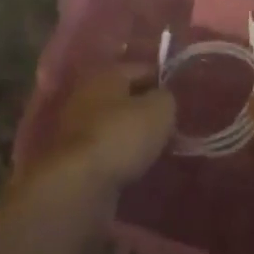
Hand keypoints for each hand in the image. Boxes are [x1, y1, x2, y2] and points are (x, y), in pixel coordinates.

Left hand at [39, 65, 175, 191]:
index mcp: (107, 74)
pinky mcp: (73, 157)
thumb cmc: (122, 136)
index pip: (142, 69)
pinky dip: (119, 153)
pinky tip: (135, 164)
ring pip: (113, 123)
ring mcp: (76, 126)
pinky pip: (104, 148)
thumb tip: (163, 99)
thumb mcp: (159, 111)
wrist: (79, 184)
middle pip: (124, 96)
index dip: (163, 80)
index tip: (180, 97)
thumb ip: (166, 99)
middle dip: (145, 108)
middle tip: (170, 123)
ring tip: (155, 146)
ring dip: (131, 132)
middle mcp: (87, 94)